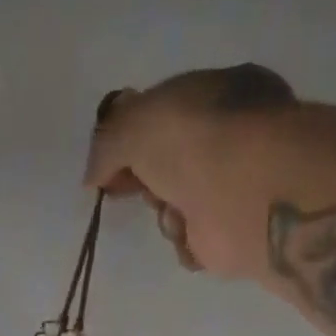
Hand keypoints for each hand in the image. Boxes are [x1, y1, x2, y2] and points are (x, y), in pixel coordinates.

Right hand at [83, 64, 296, 280]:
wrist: (241, 192)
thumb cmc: (192, 140)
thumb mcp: (132, 124)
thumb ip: (106, 145)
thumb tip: (93, 176)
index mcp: (220, 93)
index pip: (167, 115)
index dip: (133, 138)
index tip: (109, 162)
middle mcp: (232, 137)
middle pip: (168, 165)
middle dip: (146, 179)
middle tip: (132, 188)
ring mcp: (235, 186)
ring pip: (176, 206)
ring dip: (165, 213)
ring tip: (175, 211)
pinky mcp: (234, 232)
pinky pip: (193, 242)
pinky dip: (186, 243)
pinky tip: (193, 233)